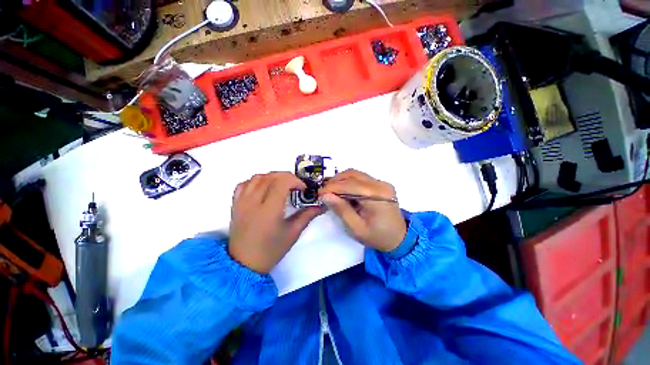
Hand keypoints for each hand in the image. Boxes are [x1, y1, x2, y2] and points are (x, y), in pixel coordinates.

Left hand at [229, 172, 321, 272]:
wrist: (245, 263)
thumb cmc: (271, 250)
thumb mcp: (293, 233)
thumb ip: (307, 215)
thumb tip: (321, 205)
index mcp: (269, 210)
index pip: (282, 182)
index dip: (295, 181)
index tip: (303, 188)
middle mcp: (253, 202)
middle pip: (270, 177)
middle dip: (287, 176)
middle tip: (295, 185)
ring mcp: (242, 202)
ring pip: (257, 177)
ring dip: (272, 177)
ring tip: (281, 185)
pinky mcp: (235, 204)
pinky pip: (244, 184)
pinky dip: (256, 181)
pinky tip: (263, 188)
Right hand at [319, 169, 406, 251]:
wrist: (399, 238)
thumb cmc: (377, 237)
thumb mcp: (356, 228)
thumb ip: (341, 210)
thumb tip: (325, 195)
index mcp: (377, 196)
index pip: (350, 185)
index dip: (332, 187)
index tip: (319, 194)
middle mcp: (381, 184)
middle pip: (353, 175)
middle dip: (335, 182)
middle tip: (324, 193)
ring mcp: (381, 183)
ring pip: (355, 174)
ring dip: (341, 180)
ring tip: (331, 191)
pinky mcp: (379, 184)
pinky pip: (360, 178)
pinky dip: (348, 182)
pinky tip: (342, 191)